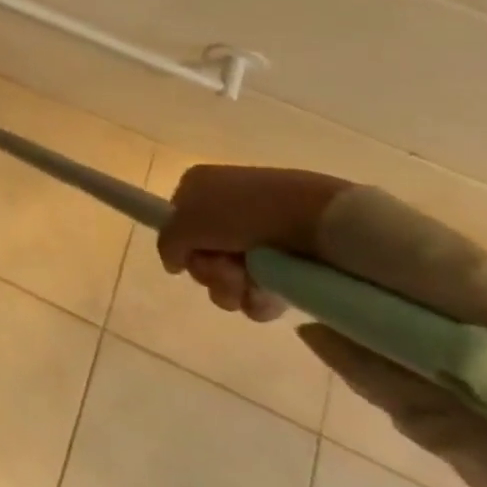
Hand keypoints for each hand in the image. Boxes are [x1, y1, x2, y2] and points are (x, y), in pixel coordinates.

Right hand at [158, 165, 351, 322]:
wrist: (319, 218)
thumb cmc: (243, 211)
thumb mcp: (187, 222)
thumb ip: (167, 243)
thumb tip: (172, 262)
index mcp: (200, 187)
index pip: (176, 223)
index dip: (181, 244)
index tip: (190, 256)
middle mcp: (226, 209)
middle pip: (201, 254)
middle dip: (209, 272)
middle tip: (226, 272)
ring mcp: (258, 236)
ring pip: (228, 277)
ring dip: (231, 288)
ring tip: (250, 285)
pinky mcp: (286, 261)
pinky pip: (259, 290)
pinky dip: (259, 298)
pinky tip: (269, 294)